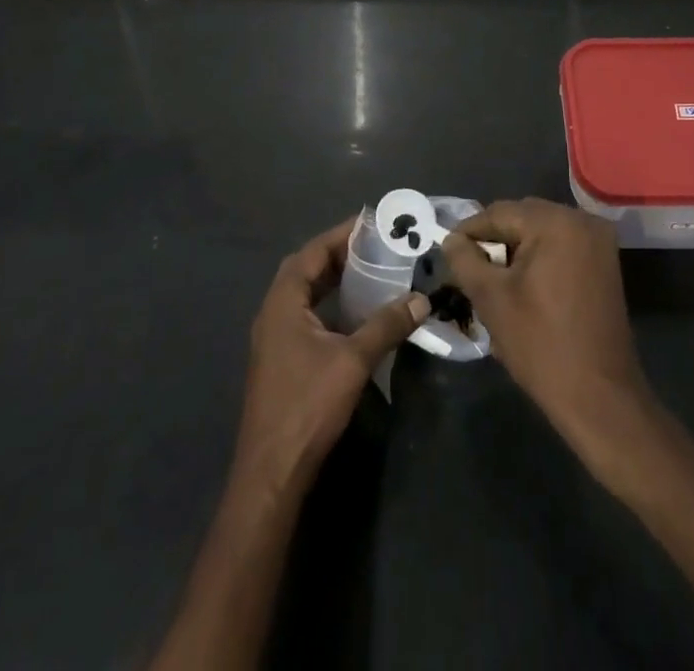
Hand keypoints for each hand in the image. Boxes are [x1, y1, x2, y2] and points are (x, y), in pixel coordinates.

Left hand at [235, 218, 427, 494]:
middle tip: (375, 245)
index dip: (341, 235)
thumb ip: (386, 325)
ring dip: (333, 279)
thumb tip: (421, 299)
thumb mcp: (353, 361)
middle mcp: (273, 312)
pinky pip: (305, 314)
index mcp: (283, 302)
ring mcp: (274, 337)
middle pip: (305, 268)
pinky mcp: (280, 358)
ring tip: (370, 271)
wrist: (273, 469)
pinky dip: (329, 304)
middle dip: (338, 254)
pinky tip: (354, 313)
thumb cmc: (308, 405)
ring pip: (304, 293)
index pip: (312, 252)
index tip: (372, 224)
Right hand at [441, 199, 653, 448]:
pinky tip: (521, 286)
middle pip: (522, 218)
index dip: (469, 232)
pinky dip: (539, 259)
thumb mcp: (491, 299)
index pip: (498, 212)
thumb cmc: (541, 345)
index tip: (447, 251)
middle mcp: (582, 220)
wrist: (600, 398)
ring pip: (541, 232)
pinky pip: (561, 247)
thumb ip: (465, 260)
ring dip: (515, 250)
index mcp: (555, 222)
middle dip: (493, 240)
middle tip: (468, 267)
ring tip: (491, 278)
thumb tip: (451, 239)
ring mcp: (598, 242)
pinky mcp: (604, 263)